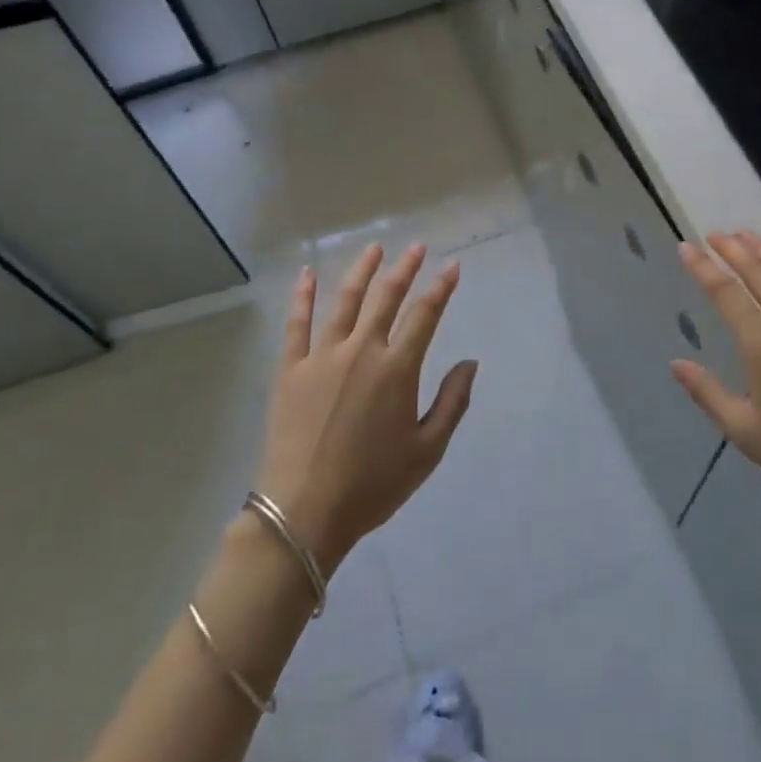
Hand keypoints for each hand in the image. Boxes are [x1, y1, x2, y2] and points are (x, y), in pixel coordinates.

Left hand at [254, 243, 477, 573]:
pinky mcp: (291, 369)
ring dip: (362, 271)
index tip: (452, 266)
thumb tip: (470, 362)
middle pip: (386, 297)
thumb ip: (452, 402)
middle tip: (416, 248)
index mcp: (397, 369)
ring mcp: (322, 356)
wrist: (303, 513)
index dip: (441, 287)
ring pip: (345, 300)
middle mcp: (362, 351)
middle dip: (405, 268)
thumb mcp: (427, 451)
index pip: (425, 314)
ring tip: (374, 249)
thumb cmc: (372, 485)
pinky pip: (297, 323)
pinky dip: (302, 296)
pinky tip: (306, 274)